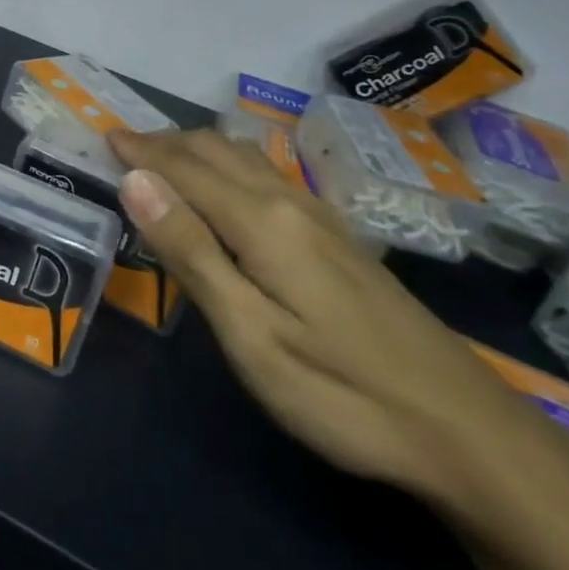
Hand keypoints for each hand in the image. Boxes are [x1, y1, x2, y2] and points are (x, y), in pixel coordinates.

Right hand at [110, 128, 555, 512]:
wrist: (466, 433)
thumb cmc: (341, 392)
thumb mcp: (250, 333)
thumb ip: (190, 251)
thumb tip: (136, 180)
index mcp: (262, 221)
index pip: (183, 169)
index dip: (140, 152)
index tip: (102, 136)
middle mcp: (290, 203)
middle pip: (216, 151)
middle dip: (164, 142)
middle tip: (122, 145)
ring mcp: (321, 218)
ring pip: (245, 159)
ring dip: (196, 148)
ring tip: (161, 156)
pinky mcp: (338, 239)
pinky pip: (267, 176)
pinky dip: (227, 165)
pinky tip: (226, 186)